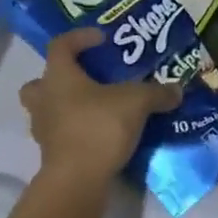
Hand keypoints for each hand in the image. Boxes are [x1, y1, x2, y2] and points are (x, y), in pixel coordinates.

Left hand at [19, 30, 181, 187]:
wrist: (77, 180)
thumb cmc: (99, 127)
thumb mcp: (136, 102)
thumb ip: (156, 92)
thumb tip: (176, 90)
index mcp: (59, 76)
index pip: (61, 44)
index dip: (80, 37)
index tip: (102, 39)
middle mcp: (44, 98)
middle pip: (41, 80)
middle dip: (60, 76)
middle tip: (87, 77)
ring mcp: (43, 128)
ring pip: (47, 108)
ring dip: (65, 105)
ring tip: (94, 107)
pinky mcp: (50, 153)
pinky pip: (59, 132)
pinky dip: (74, 130)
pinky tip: (97, 133)